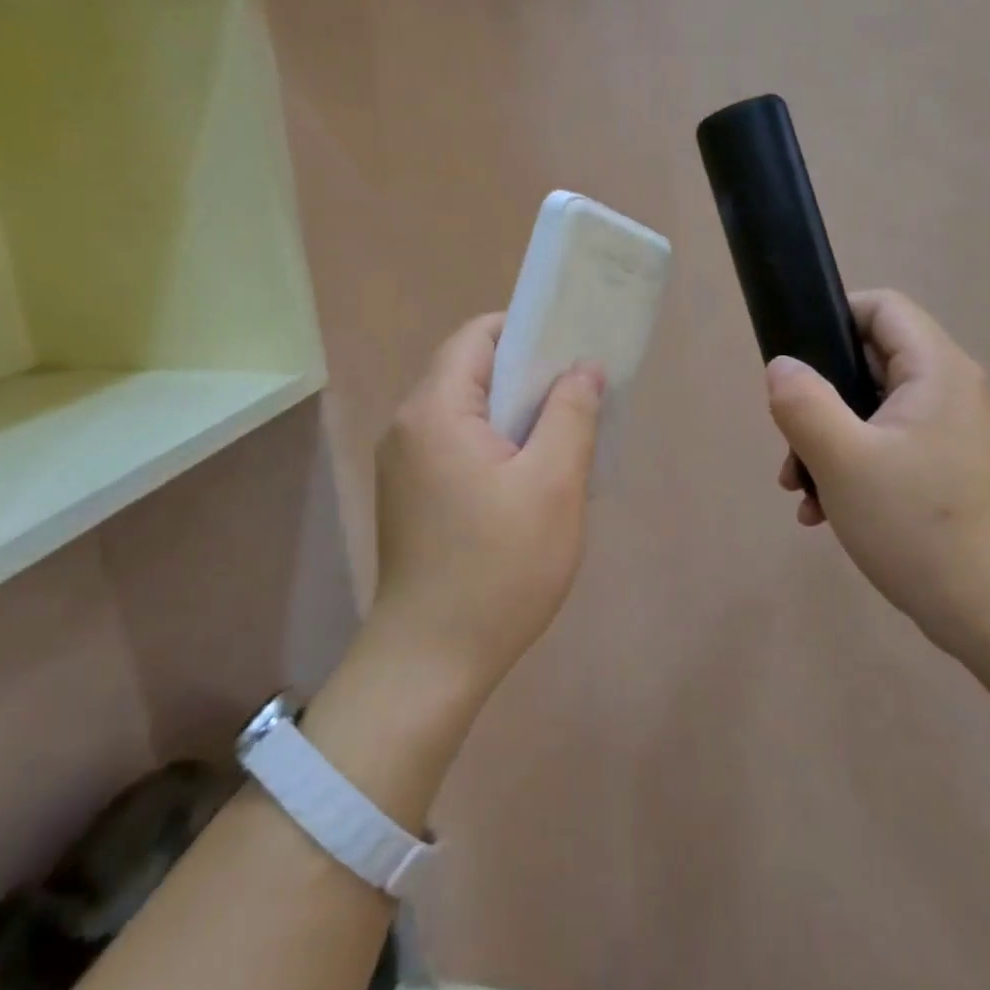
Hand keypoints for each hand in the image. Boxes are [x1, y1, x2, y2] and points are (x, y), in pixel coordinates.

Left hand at [371, 313, 604, 695]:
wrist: (432, 661)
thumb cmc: (499, 567)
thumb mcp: (553, 484)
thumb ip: (571, 414)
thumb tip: (583, 367)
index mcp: (435, 410)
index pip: (477, 336)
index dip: (526, 329)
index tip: (572, 346)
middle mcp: (409, 426)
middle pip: (470, 371)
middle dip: (527, 373)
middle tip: (580, 391)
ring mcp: (405, 464)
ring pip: (467, 411)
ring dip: (515, 413)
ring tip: (564, 432)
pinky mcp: (412, 495)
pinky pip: (458, 445)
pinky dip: (496, 443)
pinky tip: (532, 474)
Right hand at [766, 290, 989, 655]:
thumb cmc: (918, 526)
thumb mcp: (843, 460)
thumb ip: (802, 403)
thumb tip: (781, 366)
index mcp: (936, 370)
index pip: (882, 307)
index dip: (833, 318)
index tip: (794, 362)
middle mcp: (949, 390)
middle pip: (870, 361)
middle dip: (818, 398)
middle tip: (789, 445)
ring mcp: (949, 433)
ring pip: (870, 410)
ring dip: (827, 440)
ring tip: (799, 489)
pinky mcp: (944, 469)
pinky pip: (886, 446)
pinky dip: (850, 466)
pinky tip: (824, 512)